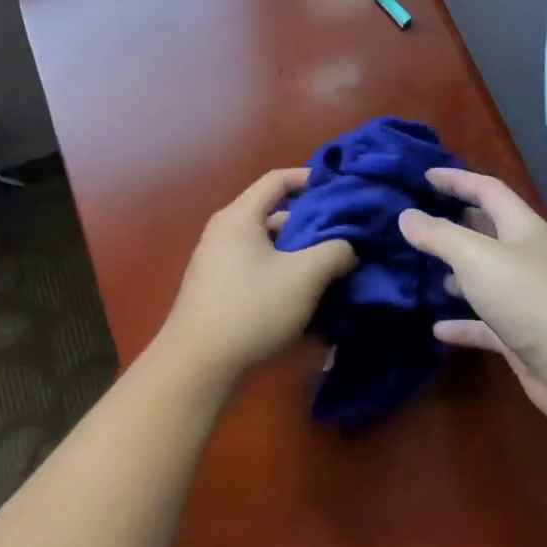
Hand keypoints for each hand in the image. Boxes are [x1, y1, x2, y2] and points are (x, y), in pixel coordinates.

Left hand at [158, 168, 356, 380]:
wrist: (198, 367)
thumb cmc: (251, 308)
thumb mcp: (304, 276)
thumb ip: (334, 252)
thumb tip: (348, 248)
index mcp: (240, 217)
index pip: (278, 180)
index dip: (311, 179)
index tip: (342, 190)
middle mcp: (226, 234)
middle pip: (276, 216)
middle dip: (313, 225)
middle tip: (347, 236)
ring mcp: (220, 265)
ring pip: (271, 249)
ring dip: (302, 256)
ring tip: (336, 270)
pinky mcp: (221, 293)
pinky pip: (260, 273)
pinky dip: (285, 278)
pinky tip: (310, 299)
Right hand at [398, 168, 546, 424]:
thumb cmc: (528, 297)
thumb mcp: (476, 257)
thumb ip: (439, 235)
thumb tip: (406, 215)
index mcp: (523, 228)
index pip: (488, 190)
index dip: (457, 180)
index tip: (424, 175)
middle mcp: (527, 258)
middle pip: (488, 232)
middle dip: (456, 223)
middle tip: (418, 222)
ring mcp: (526, 299)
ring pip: (485, 278)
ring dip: (457, 273)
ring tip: (422, 270)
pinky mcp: (522, 336)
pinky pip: (485, 324)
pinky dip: (462, 323)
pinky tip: (437, 329)